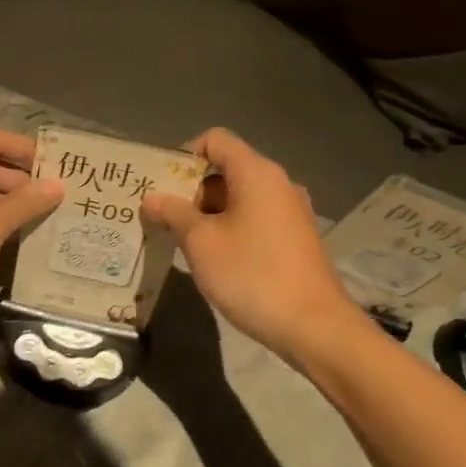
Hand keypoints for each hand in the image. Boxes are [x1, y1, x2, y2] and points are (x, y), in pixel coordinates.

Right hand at [140, 128, 361, 360]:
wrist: (313, 326)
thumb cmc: (251, 274)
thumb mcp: (200, 242)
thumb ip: (173, 213)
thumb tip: (152, 197)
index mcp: (257, 173)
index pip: (215, 140)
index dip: (183, 154)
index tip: (161, 184)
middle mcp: (278, 184)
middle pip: (226, 169)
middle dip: (190, 189)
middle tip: (161, 216)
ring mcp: (290, 212)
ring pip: (239, 197)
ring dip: (207, 213)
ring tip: (180, 240)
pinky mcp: (295, 238)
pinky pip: (254, 219)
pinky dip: (229, 228)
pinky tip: (211, 258)